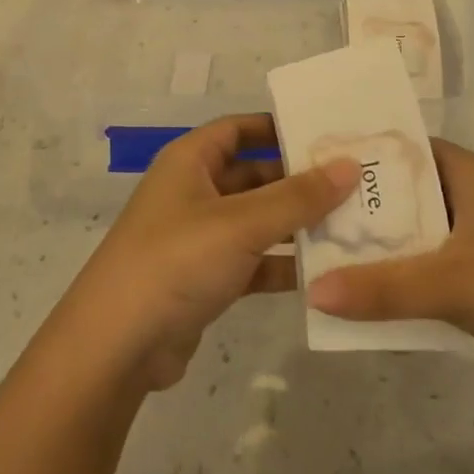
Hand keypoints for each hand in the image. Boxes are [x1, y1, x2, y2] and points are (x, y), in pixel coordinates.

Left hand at [56, 115, 357, 391]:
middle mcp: (195, 191)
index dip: (279, 127)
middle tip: (356, 182)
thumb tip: (350, 165)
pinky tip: (325, 271)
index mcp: (191, 160)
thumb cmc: (177, 260)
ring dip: (297, 225)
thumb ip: (299, 196)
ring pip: (258, 220)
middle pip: (255, 174)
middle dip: (300, 180)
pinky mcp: (207, 278)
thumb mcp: (242, 223)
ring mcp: (200, 237)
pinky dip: (282, 264)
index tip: (328, 133)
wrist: (117, 346)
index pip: (239, 128)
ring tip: (354, 224)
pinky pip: (254, 260)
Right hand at [304, 139, 473, 397]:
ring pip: (413, 236)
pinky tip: (368, 299)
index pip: (391, 148)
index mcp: (460, 171)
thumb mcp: (451, 281)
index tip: (301, 171)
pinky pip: (431, 270)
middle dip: (355, 212)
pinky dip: (404, 281)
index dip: (349, 157)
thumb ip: (382, 288)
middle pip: (397, 195)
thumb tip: (312, 292)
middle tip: (297, 224)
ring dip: (378, 251)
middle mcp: (467, 194)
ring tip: (319, 262)